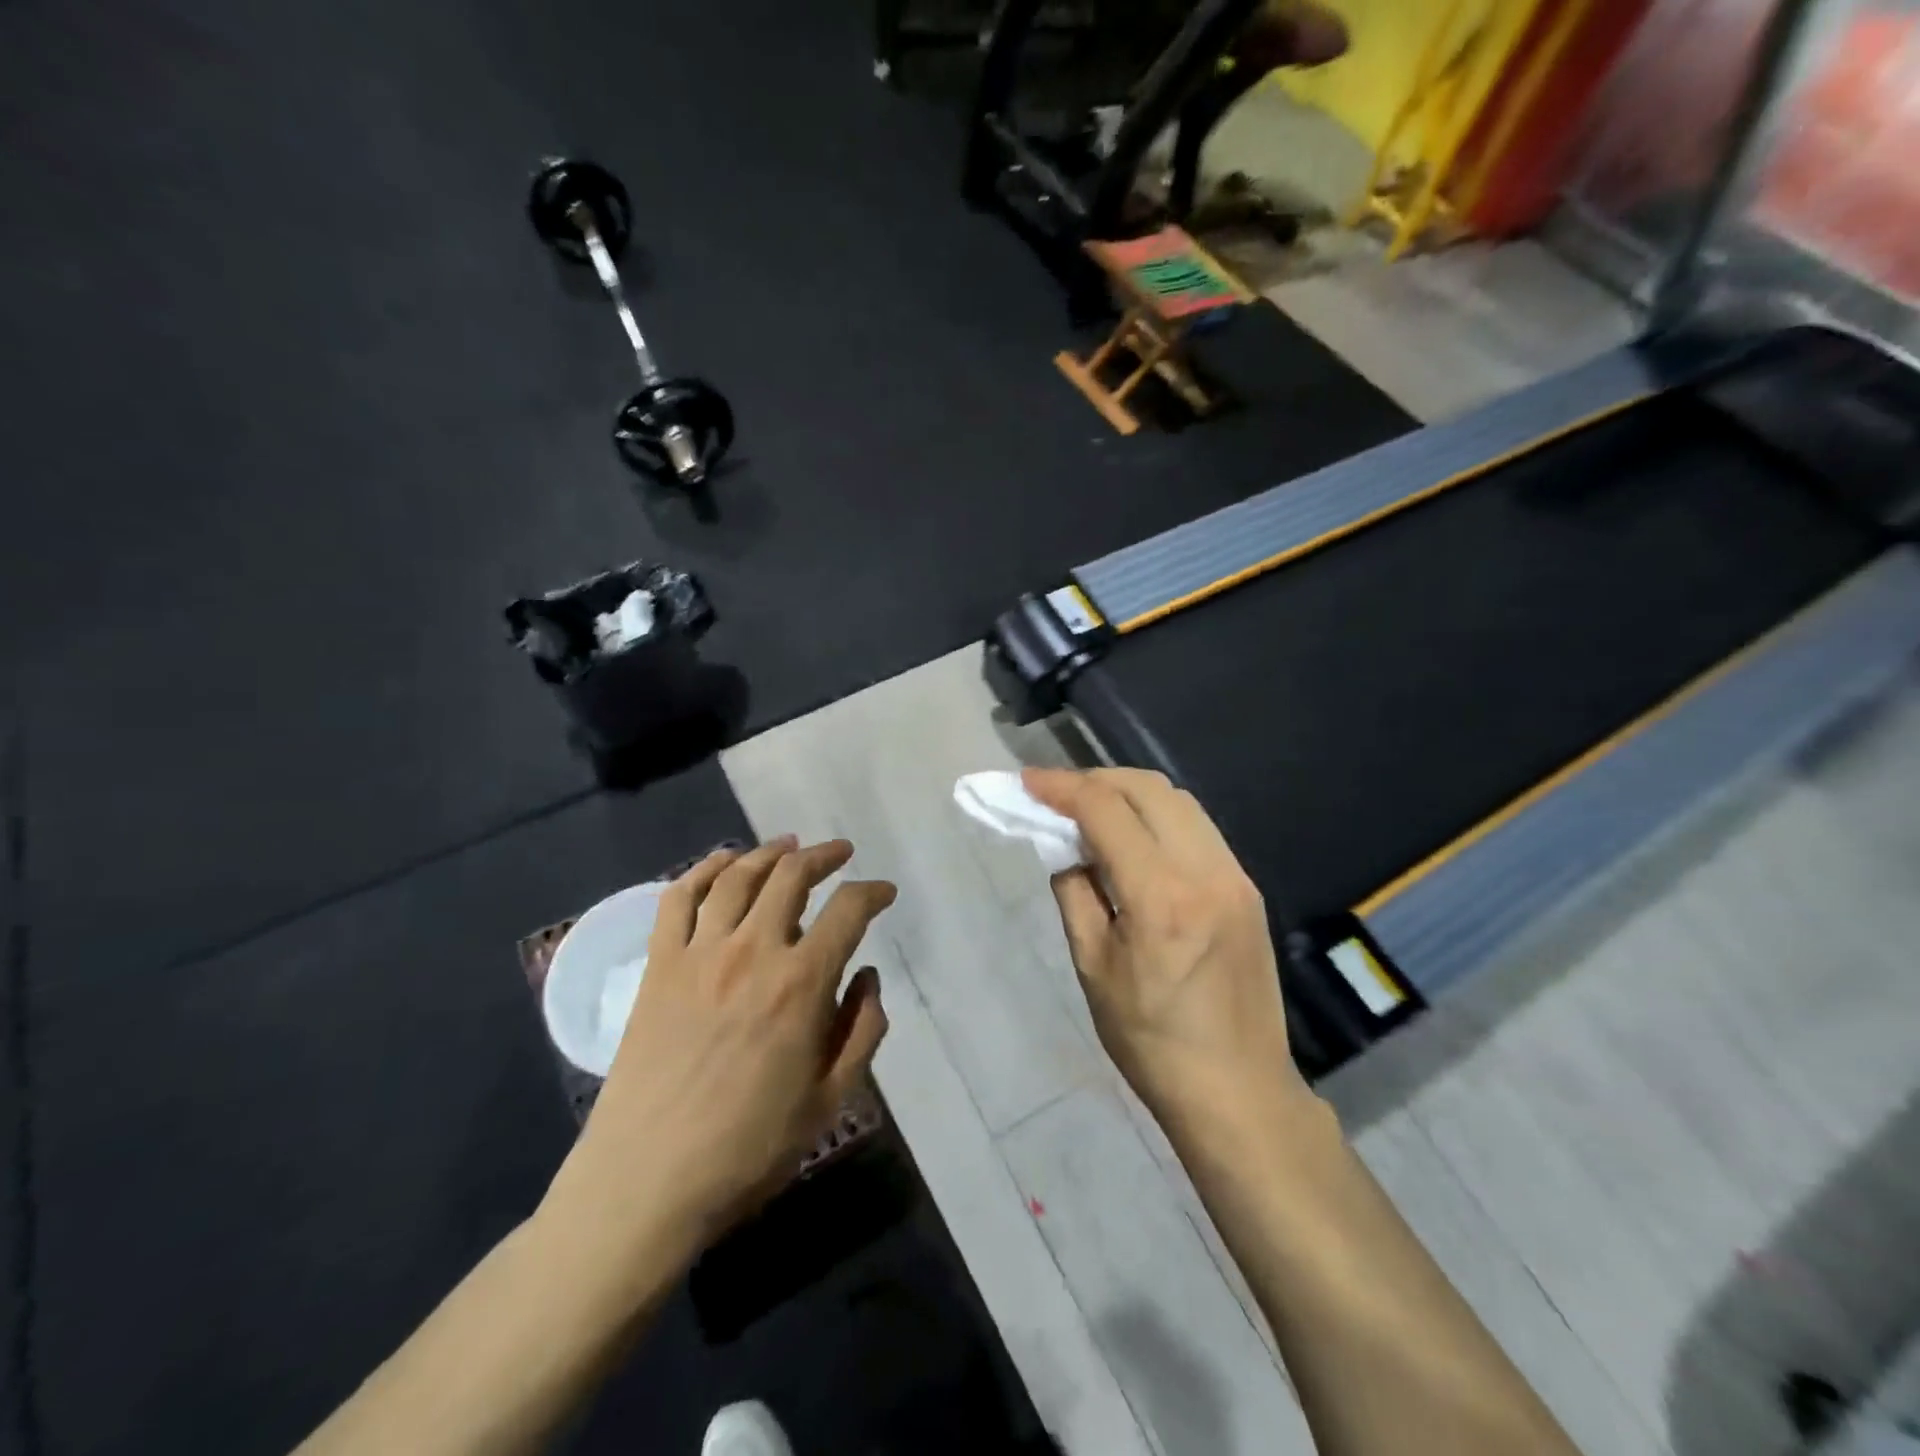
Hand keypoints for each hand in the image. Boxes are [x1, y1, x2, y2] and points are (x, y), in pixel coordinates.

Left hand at [543, 838, 895, 1272]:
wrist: (646, 1182)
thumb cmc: (748, 1149)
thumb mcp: (831, 1101)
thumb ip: (862, 1031)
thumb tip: (869, 976)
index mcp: (801, 984)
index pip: (848, 910)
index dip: (873, 892)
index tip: (884, 892)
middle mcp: (752, 951)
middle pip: (791, 876)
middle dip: (824, 856)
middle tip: (840, 853)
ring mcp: (699, 953)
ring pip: (738, 876)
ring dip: (769, 852)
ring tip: (789, 846)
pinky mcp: (659, 965)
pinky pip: (678, 898)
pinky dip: (704, 869)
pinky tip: (723, 862)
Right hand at [1024, 768, 1307, 1130]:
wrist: (1238, 1091)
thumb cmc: (1151, 1040)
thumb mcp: (1093, 967)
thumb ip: (1075, 894)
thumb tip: (1067, 849)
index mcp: (1161, 898)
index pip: (1106, 811)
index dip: (1061, 787)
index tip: (1027, 782)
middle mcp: (1206, 872)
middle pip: (1148, 789)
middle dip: (1096, 780)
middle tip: (1058, 796)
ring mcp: (1235, 876)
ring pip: (1179, 801)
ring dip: (1129, 794)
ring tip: (1092, 811)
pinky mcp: (1247, 887)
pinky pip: (1198, 828)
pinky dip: (1158, 817)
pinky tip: (1134, 839)